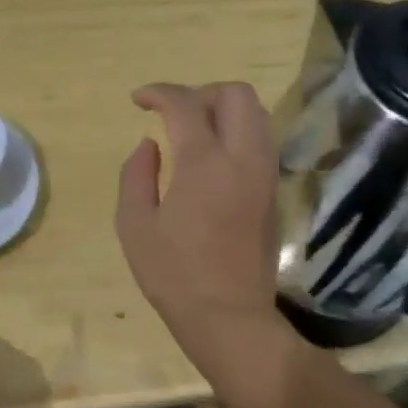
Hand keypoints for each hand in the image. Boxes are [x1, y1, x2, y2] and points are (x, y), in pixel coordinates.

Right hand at [115, 83, 298, 403]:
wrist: (228, 316)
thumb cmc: (173, 274)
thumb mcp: (135, 225)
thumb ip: (135, 175)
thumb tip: (149, 144)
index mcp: (204, 164)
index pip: (185, 104)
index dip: (159, 92)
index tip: (138, 100)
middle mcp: (243, 159)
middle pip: (236, 94)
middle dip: (200, 91)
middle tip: (173, 113)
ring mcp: (264, 174)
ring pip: (256, 114)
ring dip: (223, 110)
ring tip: (192, 131)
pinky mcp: (273, 191)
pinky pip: (260, 141)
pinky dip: (237, 132)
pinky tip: (211, 157)